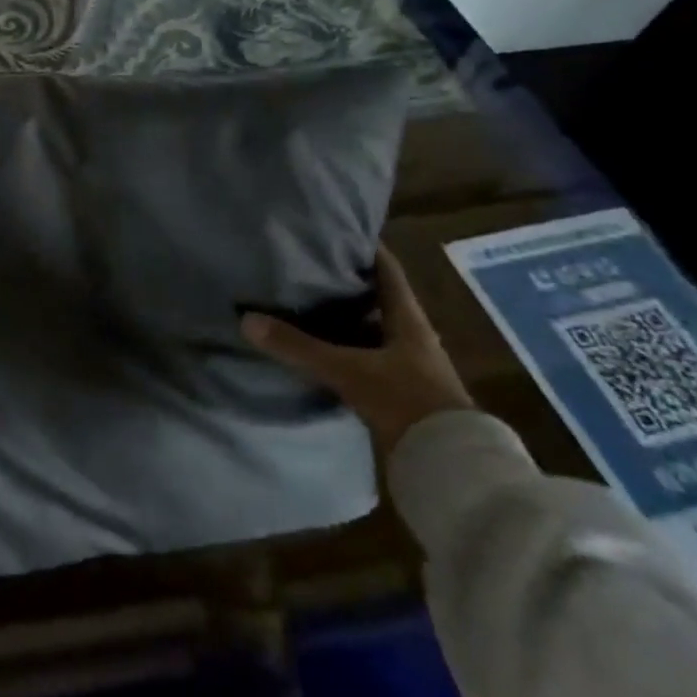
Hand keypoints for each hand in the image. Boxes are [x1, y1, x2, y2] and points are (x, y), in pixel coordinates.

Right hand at [239, 245, 474, 454]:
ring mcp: (409, 367)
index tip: (337, 231)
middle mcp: (411, 337)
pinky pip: (368, 360)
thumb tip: (247, 320)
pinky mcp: (401, 393)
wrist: (449, 465)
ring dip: (345, 321)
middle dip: (347, 285)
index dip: (365, 249)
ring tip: (304, 306)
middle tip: (308, 267)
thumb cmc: (406, 400)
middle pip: (378, 300)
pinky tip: (320, 352)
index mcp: (408, 320)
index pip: (387, 271)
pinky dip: (345, 352)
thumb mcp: (347, 370)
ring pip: (371, 331)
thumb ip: (298, 347)